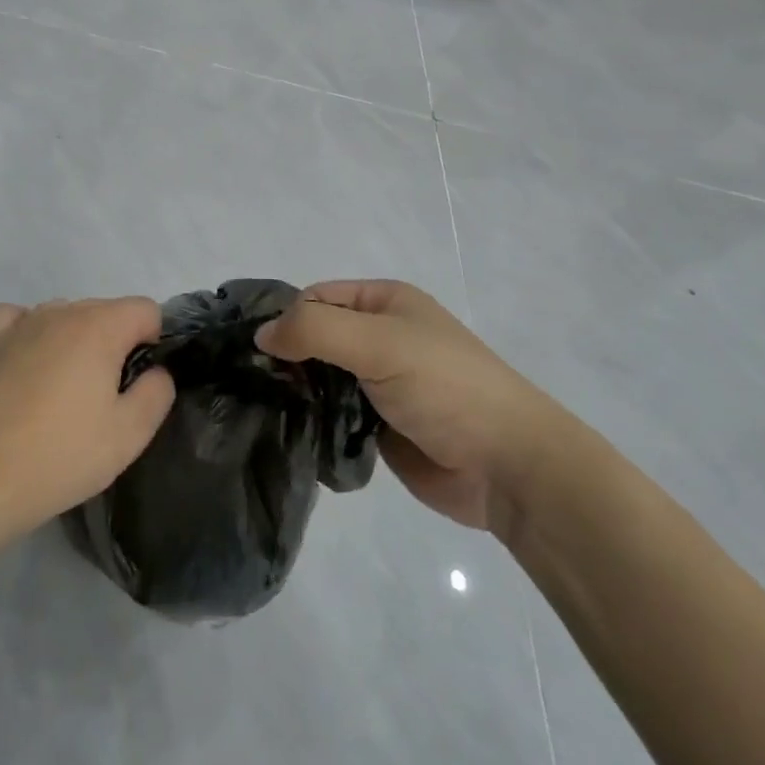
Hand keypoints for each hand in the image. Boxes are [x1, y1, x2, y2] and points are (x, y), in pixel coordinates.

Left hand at [0, 297, 174, 542]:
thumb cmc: (61, 456)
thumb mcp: (130, 434)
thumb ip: (157, 392)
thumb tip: (155, 370)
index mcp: (99, 327)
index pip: (145, 310)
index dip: (153, 343)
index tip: (139, 384)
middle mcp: (60, 312)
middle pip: (105, 311)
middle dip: (116, 344)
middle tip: (104, 399)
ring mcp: (20, 323)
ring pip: (65, 315)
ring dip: (75, 341)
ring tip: (64, 392)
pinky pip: (20, 319)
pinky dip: (32, 334)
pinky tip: (29, 366)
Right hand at [256, 280, 569, 535]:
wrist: (507, 466)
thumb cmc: (445, 387)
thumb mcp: (379, 343)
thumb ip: (314, 331)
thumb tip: (261, 336)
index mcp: (385, 302)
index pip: (315, 298)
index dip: (287, 318)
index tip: (260, 351)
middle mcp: (380, 336)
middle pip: (314, 337)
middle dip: (287, 358)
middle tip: (257, 384)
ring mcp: (378, 383)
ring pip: (319, 378)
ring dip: (297, 392)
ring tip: (267, 409)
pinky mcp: (377, 425)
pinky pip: (331, 414)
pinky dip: (312, 420)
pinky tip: (291, 431)